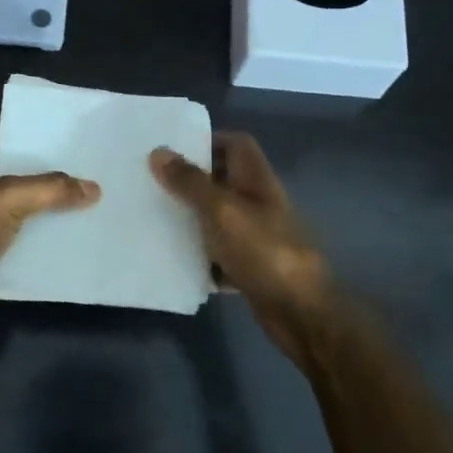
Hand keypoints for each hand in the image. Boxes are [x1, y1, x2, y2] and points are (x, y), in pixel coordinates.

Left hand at [0, 142, 99, 347]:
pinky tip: (74, 247)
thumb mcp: (8, 198)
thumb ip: (51, 189)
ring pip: (21, 220)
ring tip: (91, 210)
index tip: (73, 144)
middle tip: (91, 178)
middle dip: (50, 185)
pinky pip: (20, 252)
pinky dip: (42, 251)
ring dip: (49, 219)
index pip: (4, 148)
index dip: (35, 144)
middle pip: (17, 185)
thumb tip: (94, 188)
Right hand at [150, 132, 332, 361]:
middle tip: (152, 184)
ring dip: (191, 220)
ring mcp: (256, 237)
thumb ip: (190, 181)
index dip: (208, 140)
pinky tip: (173, 261)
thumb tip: (158, 151)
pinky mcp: (250, 268)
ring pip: (217, 219)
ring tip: (153, 218)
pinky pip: (219, 255)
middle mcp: (258, 204)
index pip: (236, 144)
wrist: (300, 312)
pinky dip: (200, 258)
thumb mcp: (221, 210)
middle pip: (222, 181)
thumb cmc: (263, 250)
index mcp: (256, 180)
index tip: (172, 150)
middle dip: (190, 182)